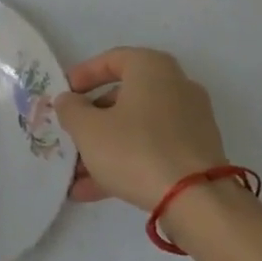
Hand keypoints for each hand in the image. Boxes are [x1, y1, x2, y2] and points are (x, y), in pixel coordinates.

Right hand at [54, 47, 227, 211]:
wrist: (197, 200)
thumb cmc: (135, 149)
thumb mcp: (87, 128)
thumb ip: (70, 109)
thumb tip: (68, 100)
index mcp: (152, 68)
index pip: (111, 59)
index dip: (83, 75)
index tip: (64, 94)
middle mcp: (176, 87)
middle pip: (124, 97)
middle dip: (92, 119)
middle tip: (70, 134)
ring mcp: (190, 121)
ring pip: (136, 127)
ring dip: (105, 147)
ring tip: (76, 174)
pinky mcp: (196, 153)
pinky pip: (152, 149)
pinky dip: (126, 162)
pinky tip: (95, 190)